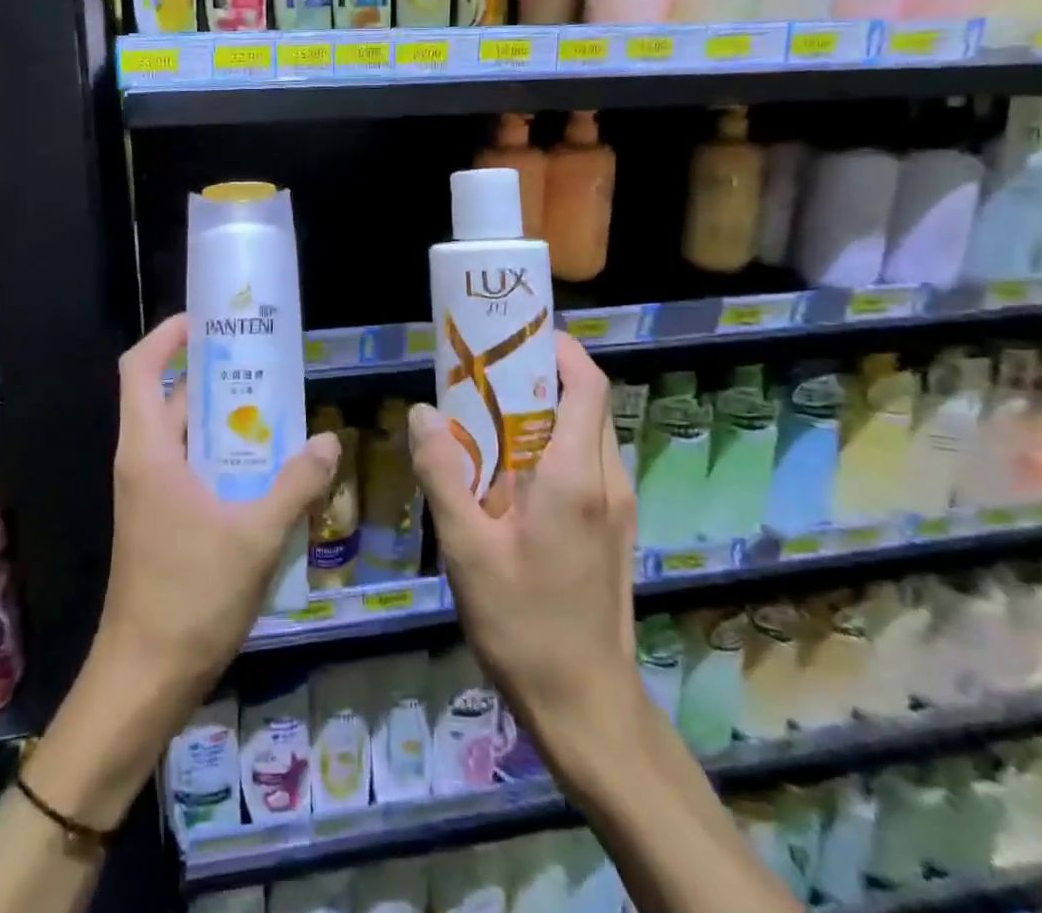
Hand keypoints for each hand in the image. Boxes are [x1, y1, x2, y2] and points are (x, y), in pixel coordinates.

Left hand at [95, 313, 340, 716]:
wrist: (143, 680)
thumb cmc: (190, 598)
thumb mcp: (255, 537)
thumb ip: (295, 484)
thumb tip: (328, 441)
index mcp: (148, 451)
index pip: (140, 369)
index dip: (167, 336)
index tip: (208, 320)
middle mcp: (143, 462)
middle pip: (169, 398)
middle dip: (214, 375)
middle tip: (266, 364)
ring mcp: (149, 493)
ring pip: (184, 436)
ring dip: (225, 420)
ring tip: (278, 410)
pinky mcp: (161, 519)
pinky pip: (191, 468)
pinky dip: (223, 456)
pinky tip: (267, 469)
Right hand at [409, 334, 638, 776]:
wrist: (586, 705)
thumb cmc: (523, 622)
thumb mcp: (466, 548)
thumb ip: (443, 473)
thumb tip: (422, 412)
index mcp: (575, 475)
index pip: (586, 385)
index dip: (559, 349)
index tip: (515, 335)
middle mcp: (607, 480)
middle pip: (587, 403)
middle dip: (543, 376)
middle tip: (489, 372)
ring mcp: (618, 507)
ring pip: (589, 433)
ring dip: (547, 411)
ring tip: (492, 416)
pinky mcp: (615, 529)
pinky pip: (588, 463)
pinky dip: (555, 445)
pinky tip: (511, 473)